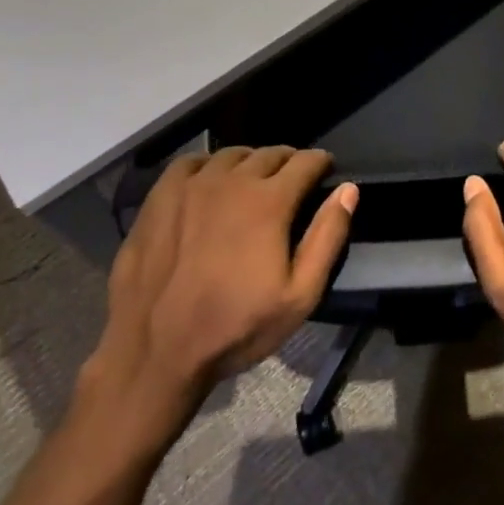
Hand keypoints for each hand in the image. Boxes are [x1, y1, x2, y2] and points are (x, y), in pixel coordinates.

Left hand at [81, 146, 355, 437]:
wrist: (155, 350)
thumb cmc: (235, 327)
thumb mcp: (299, 296)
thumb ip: (327, 238)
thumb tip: (348, 190)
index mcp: (269, 201)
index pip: (305, 161)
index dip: (320, 163)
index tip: (325, 171)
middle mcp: (232, 180)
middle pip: (269, 154)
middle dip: (288, 162)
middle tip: (292, 181)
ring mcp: (191, 185)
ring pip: (231, 154)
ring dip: (250, 162)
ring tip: (253, 181)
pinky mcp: (160, 196)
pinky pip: (191, 162)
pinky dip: (208, 165)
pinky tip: (209, 183)